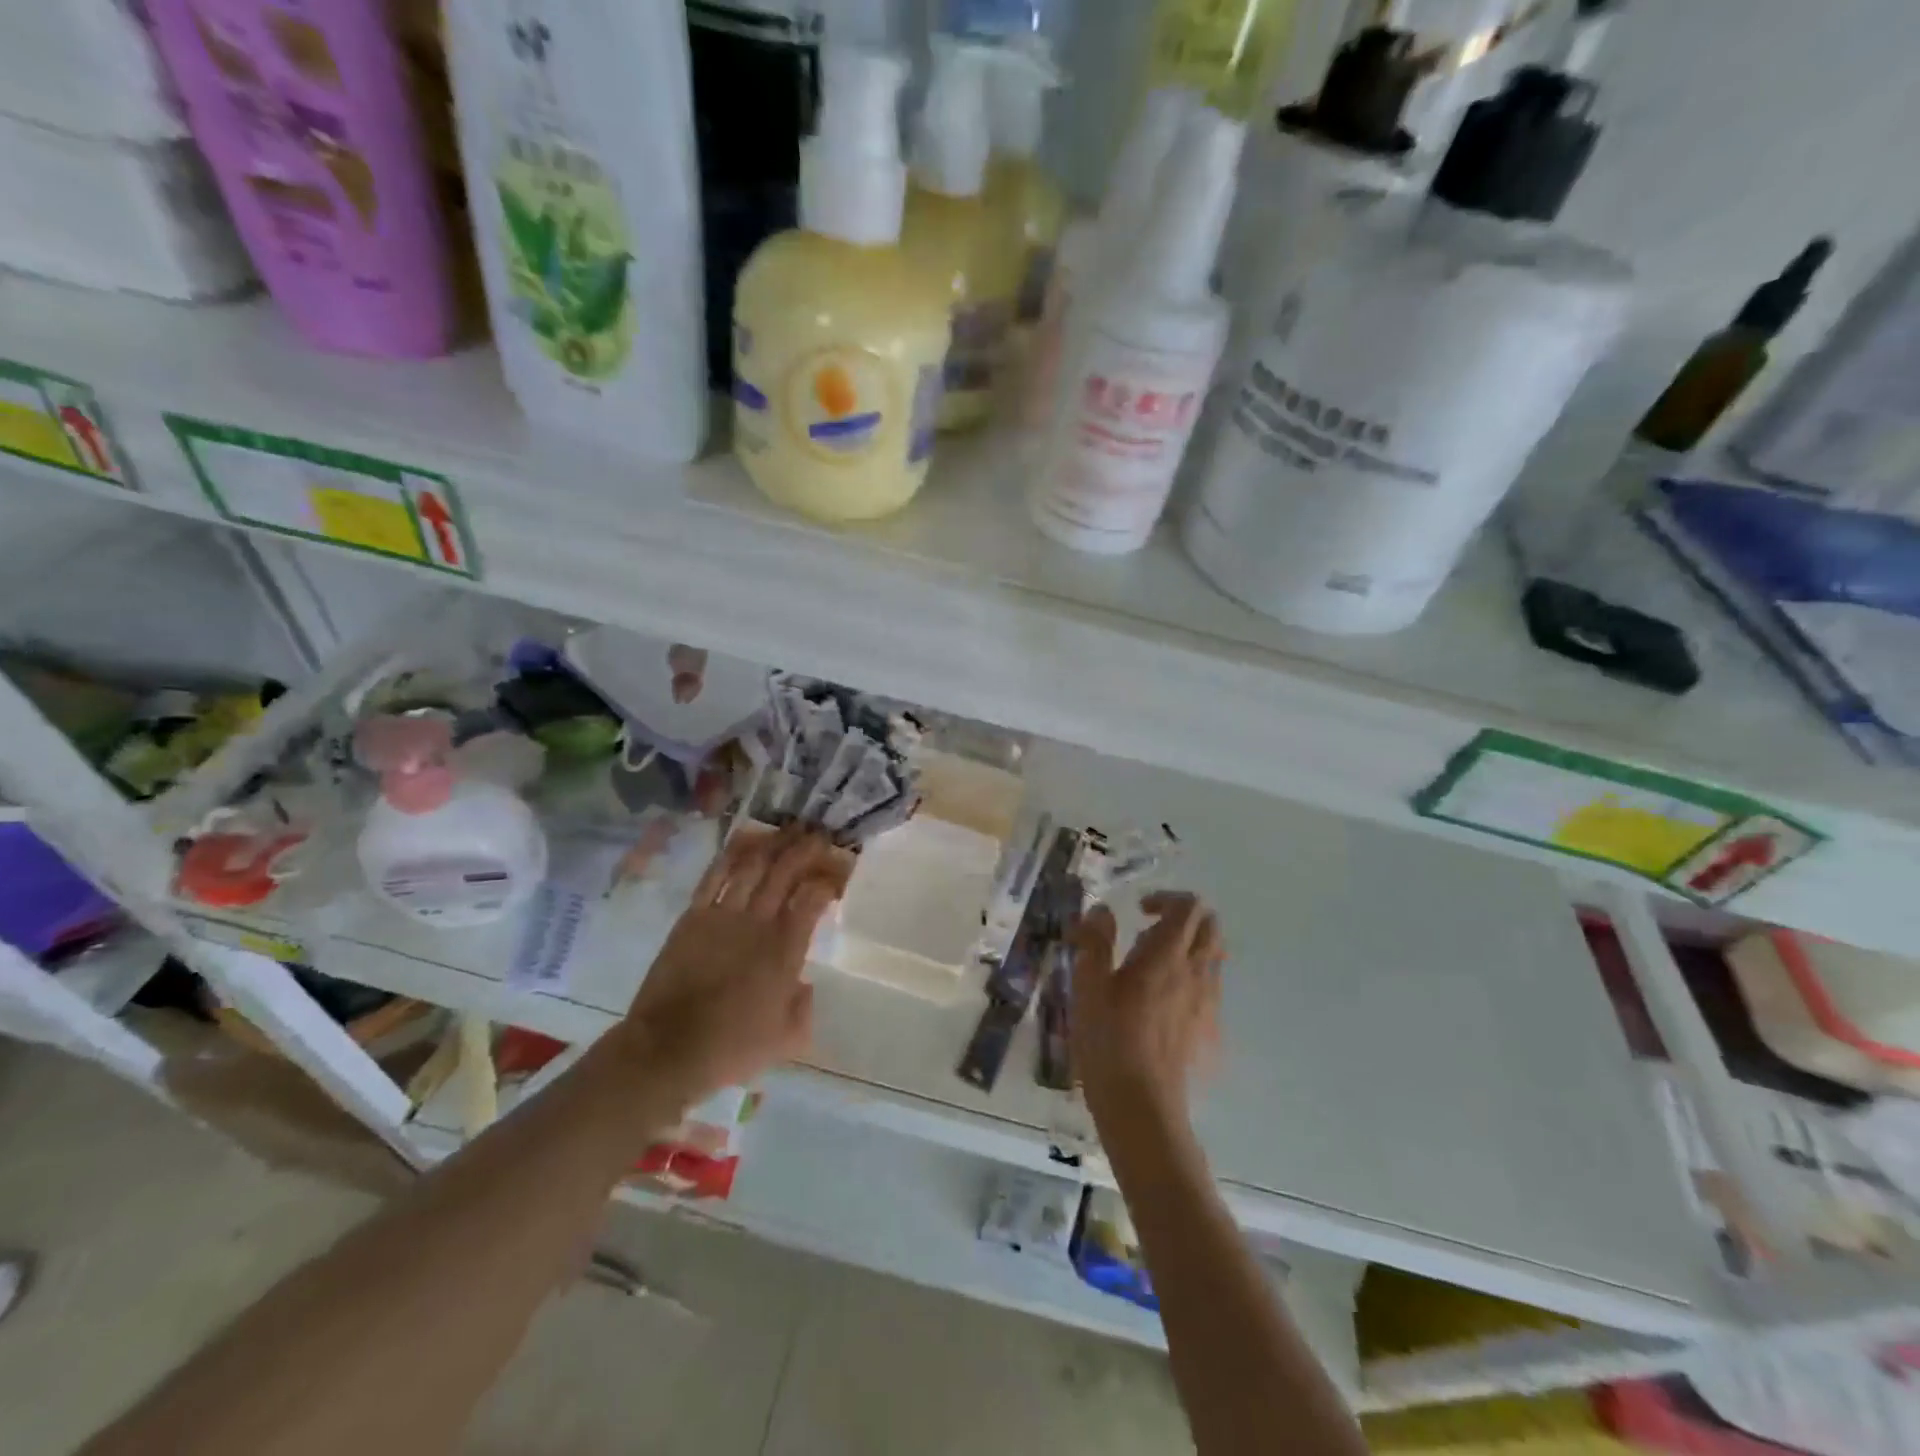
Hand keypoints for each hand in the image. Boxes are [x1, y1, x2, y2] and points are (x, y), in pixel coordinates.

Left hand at [622, 826, 840, 1105]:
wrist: (668, 1051)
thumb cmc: (731, 1048)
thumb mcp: (786, 1039)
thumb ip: (804, 1008)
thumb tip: (805, 986)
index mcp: (786, 950)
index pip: (813, 899)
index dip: (827, 880)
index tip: (836, 874)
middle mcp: (759, 923)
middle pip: (785, 872)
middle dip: (805, 849)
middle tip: (818, 834)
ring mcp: (723, 915)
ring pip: (752, 866)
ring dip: (772, 844)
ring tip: (787, 830)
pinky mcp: (693, 917)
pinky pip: (714, 877)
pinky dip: (731, 855)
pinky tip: (744, 841)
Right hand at [1071, 892, 1224, 1132]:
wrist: (1142, 1106)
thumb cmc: (1109, 1039)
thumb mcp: (1088, 985)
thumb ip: (1095, 941)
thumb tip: (1102, 911)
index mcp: (1167, 955)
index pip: (1188, 907)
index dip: (1166, 899)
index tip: (1139, 911)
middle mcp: (1197, 972)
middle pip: (1210, 926)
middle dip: (1183, 919)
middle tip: (1147, 933)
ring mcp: (1209, 1003)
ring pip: (1212, 957)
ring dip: (1188, 948)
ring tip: (1149, 969)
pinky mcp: (1210, 1030)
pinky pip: (1209, 988)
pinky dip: (1191, 979)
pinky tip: (1159, 1005)